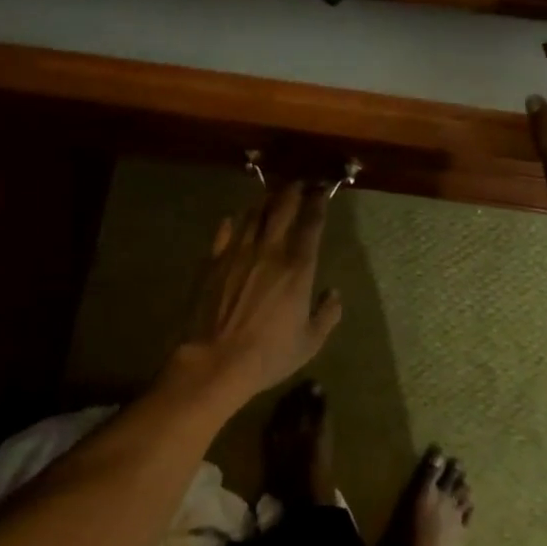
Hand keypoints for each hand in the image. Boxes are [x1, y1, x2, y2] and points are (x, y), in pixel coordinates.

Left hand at [171, 182, 342, 405]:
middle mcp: (269, 250)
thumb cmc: (268, 354)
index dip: (318, 203)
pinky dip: (232, 224)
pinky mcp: (213, 262)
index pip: (312, 223)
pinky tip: (234, 220)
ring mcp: (237, 253)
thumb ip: (327, 315)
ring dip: (265, 202)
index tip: (322, 191)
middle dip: (292, 191)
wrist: (215, 362)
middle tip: (298, 183)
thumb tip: (334, 294)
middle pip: (282, 207)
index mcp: (298, 267)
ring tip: (271, 198)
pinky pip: (224, 233)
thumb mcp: (309, 342)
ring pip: (253, 214)